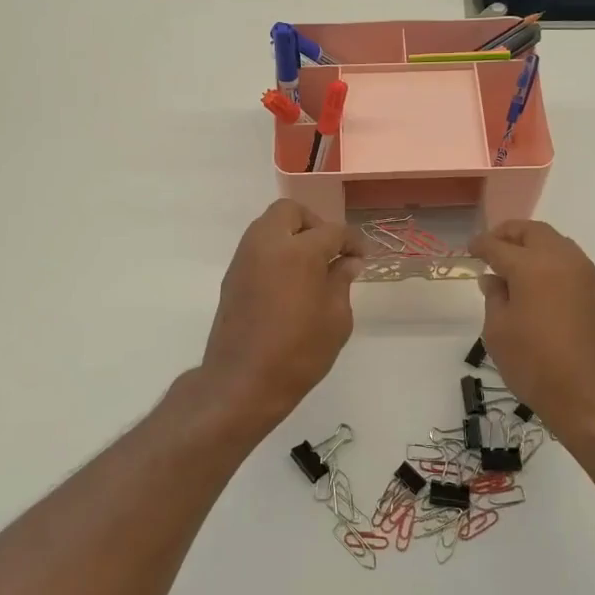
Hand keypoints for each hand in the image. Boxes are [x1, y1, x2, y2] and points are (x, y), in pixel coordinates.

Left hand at [199, 200, 363, 424]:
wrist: (242, 382)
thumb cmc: (299, 353)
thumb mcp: (336, 319)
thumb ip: (341, 282)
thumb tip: (347, 262)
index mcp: (299, 250)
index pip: (333, 231)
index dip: (352, 241)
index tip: (362, 256)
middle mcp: (267, 244)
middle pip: (290, 212)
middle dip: (314, 224)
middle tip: (330, 252)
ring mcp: (244, 258)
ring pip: (269, 225)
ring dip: (292, 235)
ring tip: (311, 267)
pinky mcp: (232, 276)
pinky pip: (257, 247)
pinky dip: (275, 252)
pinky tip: (289, 281)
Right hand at [469, 220, 594, 446]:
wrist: (594, 398)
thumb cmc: (536, 365)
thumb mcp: (498, 333)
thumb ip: (494, 298)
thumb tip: (494, 279)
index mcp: (532, 266)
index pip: (499, 245)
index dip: (481, 244)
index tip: (470, 248)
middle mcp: (563, 260)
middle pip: (534, 232)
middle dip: (510, 234)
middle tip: (492, 247)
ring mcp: (587, 275)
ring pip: (557, 244)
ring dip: (534, 246)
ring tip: (515, 266)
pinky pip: (572, 264)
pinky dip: (552, 263)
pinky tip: (540, 285)